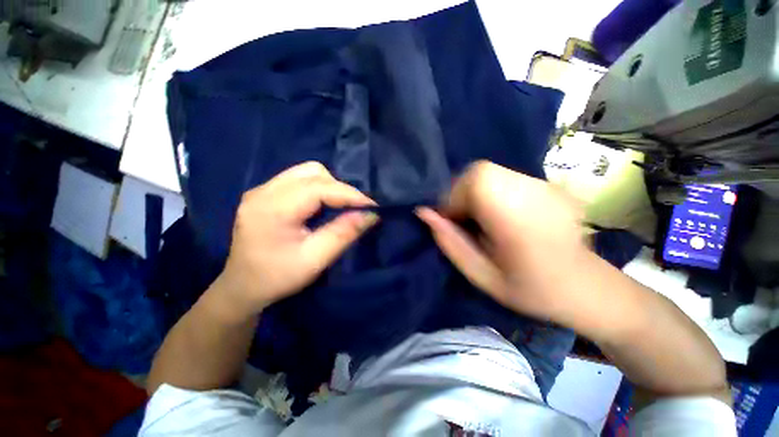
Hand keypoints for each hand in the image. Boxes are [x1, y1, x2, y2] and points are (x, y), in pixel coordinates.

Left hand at [214, 162, 377, 318]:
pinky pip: (298, 179)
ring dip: (329, 186)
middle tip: (354, 209)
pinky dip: (317, 188)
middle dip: (340, 188)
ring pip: (306, 172)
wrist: (242, 287)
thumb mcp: (315, 259)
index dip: (350, 194)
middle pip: (312, 173)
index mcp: (272, 209)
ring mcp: (261, 190)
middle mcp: (264, 191)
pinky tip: (320, 205)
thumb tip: (371, 214)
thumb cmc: (278, 278)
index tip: (372, 205)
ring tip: (339, 206)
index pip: (319, 188)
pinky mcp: (264, 193)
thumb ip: (344, 233)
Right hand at [416, 160, 587, 321]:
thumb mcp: (481, 275)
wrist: (587, 287)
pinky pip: (503, 177)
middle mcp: (532, 192)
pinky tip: (497, 214)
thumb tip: (424, 213)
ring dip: (473, 192)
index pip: (475, 181)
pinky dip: (489, 191)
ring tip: (480, 219)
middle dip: (460, 193)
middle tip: (463, 220)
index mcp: (517, 217)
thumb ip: (450, 242)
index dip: (453, 198)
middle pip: (479, 171)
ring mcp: (543, 184)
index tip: (451, 222)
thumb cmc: (532, 290)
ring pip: (489, 172)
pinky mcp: (546, 184)